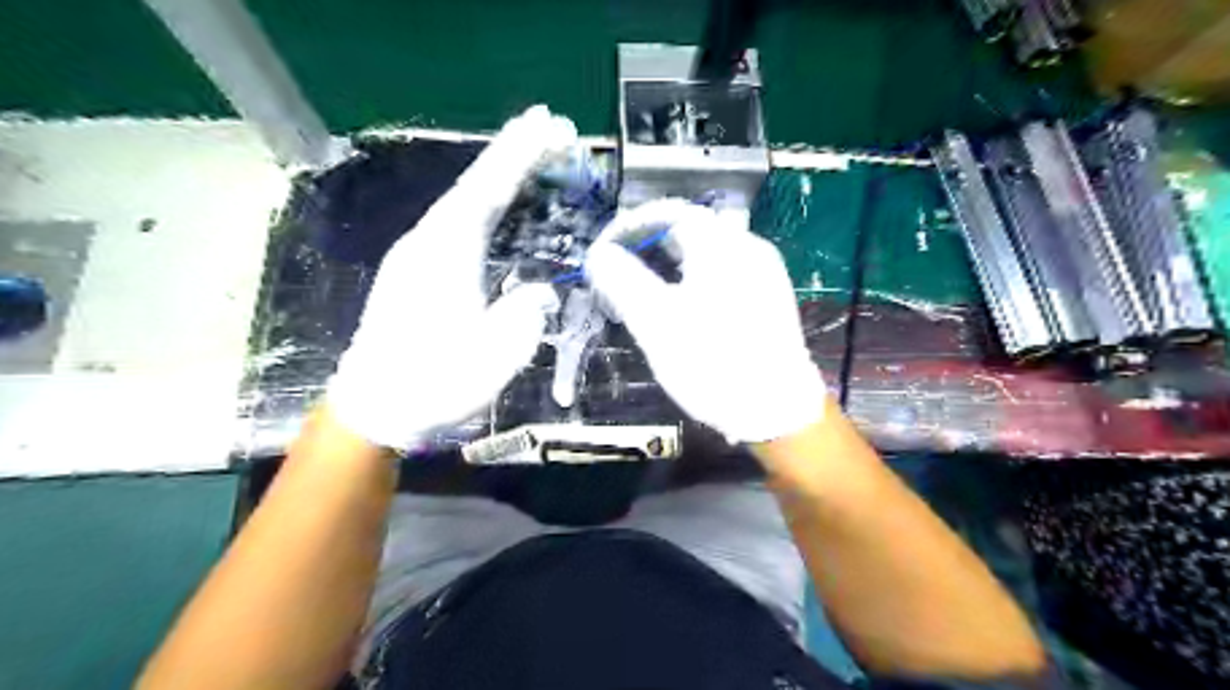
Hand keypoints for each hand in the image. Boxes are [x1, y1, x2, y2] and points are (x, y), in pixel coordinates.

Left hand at [328, 105, 577, 450]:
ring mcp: (417, 255)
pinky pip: (457, 223)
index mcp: (447, 255)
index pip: (488, 191)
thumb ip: (524, 316)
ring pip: (464, 202)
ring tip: (533, 158)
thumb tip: (539, 292)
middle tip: (550, 128)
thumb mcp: (493, 358)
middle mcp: (428, 242)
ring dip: (499, 177)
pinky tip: (500, 206)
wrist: (374, 407)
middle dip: (513, 155)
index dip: (519, 156)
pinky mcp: (415, 271)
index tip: (547, 123)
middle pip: (474, 187)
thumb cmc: (433, 384)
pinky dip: (485, 204)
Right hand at [585, 196, 824, 442]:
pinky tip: (684, 310)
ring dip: (671, 265)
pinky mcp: (769, 299)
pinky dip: (695, 281)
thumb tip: (600, 253)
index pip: (670, 213)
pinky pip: (725, 275)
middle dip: (650, 247)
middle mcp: (749, 248)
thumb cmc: (712, 362)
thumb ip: (622, 280)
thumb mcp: (655, 321)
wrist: (777, 410)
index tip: (606, 251)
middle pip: (690, 231)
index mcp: (722, 245)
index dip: (632, 226)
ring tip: (645, 294)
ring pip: (708, 254)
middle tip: (621, 274)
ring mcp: (765, 273)